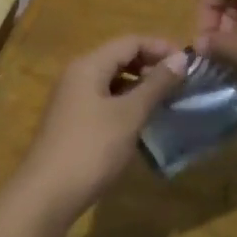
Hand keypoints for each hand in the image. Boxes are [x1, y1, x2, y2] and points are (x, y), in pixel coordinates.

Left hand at [13, 34, 187, 226]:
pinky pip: (104, 100)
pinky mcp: (72, 121)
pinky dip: (126, 103)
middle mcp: (77, 75)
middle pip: (119, 58)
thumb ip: (155, 85)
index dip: (160, 47)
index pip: (130, 42)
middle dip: (151, 65)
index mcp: (88, 65)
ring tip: (167, 100)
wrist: (47, 194)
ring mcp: (72, 99)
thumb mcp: (129, 115)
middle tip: (181, 82)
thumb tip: (180, 59)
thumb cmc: (92, 148)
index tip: (189, 63)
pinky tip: (142, 120)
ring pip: (111, 80)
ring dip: (139, 85)